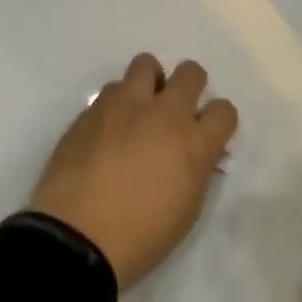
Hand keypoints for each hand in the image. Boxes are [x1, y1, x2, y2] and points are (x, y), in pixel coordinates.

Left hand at [29, 54, 239, 290]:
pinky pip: (111, 89)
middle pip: (190, 73)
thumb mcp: (186, 209)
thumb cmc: (141, 236)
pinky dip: (116, 103)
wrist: (77, 236)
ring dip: (148, 83)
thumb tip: (198, 153)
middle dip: (189, 86)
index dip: (218, 120)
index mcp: (194, 143)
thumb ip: (196, 170)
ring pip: (145, 65)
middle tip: (175, 110)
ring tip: (138, 110)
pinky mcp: (91, 109)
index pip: (224, 110)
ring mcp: (124, 106)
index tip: (206, 133)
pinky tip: (107, 129)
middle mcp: (164, 114)